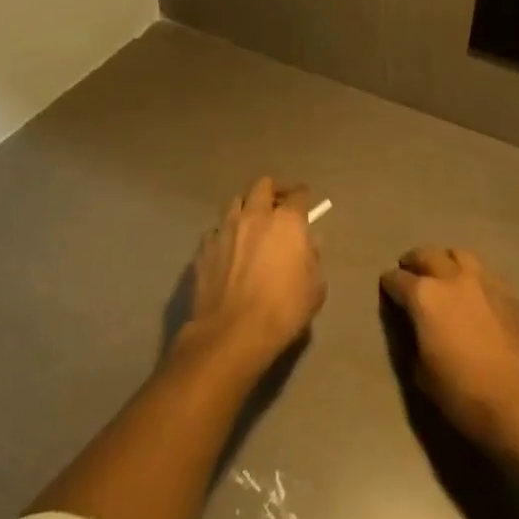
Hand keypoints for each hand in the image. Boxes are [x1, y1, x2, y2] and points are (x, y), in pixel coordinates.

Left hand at [182, 177, 325, 365]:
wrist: (232, 332)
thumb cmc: (283, 310)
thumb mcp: (315, 289)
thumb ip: (313, 259)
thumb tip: (308, 244)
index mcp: (286, 221)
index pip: (298, 195)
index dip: (303, 196)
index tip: (305, 200)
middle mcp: (255, 215)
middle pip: (262, 186)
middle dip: (272, 191)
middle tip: (277, 205)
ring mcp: (225, 228)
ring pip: (235, 203)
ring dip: (246, 209)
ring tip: (250, 226)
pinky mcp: (204, 246)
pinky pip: (217, 231)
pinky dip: (225, 235)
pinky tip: (228, 251)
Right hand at [380, 247, 518, 450]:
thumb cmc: (465, 396)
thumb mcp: (422, 373)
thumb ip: (414, 338)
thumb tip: (416, 326)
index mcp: (425, 296)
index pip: (397, 279)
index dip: (389, 284)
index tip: (387, 289)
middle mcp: (454, 278)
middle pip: (427, 254)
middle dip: (414, 262)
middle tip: (411, 273)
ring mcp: (486, 282)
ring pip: (460, 255)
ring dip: (446, 261)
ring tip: (444, 276)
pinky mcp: (512, 294)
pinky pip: (486, 273)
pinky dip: (473, 277)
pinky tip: (475, 294)